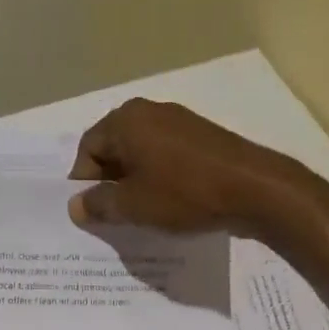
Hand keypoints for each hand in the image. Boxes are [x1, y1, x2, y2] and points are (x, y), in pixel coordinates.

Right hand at [67, 98, 324, 239]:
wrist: (253, 189)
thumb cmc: (183, 193)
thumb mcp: (133, 206)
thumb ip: (98, 204)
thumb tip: (75, 205)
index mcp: (126, 120)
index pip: (87, 149)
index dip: (83, 182)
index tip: (92, 212)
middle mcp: (149, 112)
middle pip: (114, 149)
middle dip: (109, 183)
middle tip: (113, 217)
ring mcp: (179, 123)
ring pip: (142, 155)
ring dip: (135, 184)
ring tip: (140, 216)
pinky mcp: (202, 139)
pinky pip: (167, 159)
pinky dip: (160, 180)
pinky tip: (169, 205)